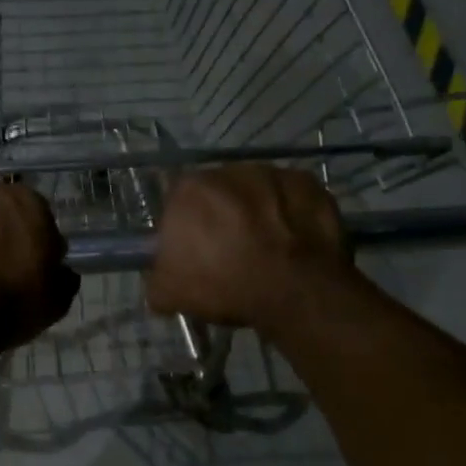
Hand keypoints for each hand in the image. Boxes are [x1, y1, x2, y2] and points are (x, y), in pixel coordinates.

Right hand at [146, 166, 353, 331]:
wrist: (294, 291)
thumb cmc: (224, 285)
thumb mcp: (169, 294)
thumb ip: (156, 279)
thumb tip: (159, 280)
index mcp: (189, 190)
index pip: (177, 203)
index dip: (185, 227)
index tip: (194, 251)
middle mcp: (229, 170)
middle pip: (219, 192)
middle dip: (222, 215)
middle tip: (229, 251)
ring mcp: (274, 173)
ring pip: (257, 192)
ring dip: (257, 212)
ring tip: (266, 248)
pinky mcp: (310, 183)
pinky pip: (292, 198)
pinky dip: (291, 214)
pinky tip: (293, 242)